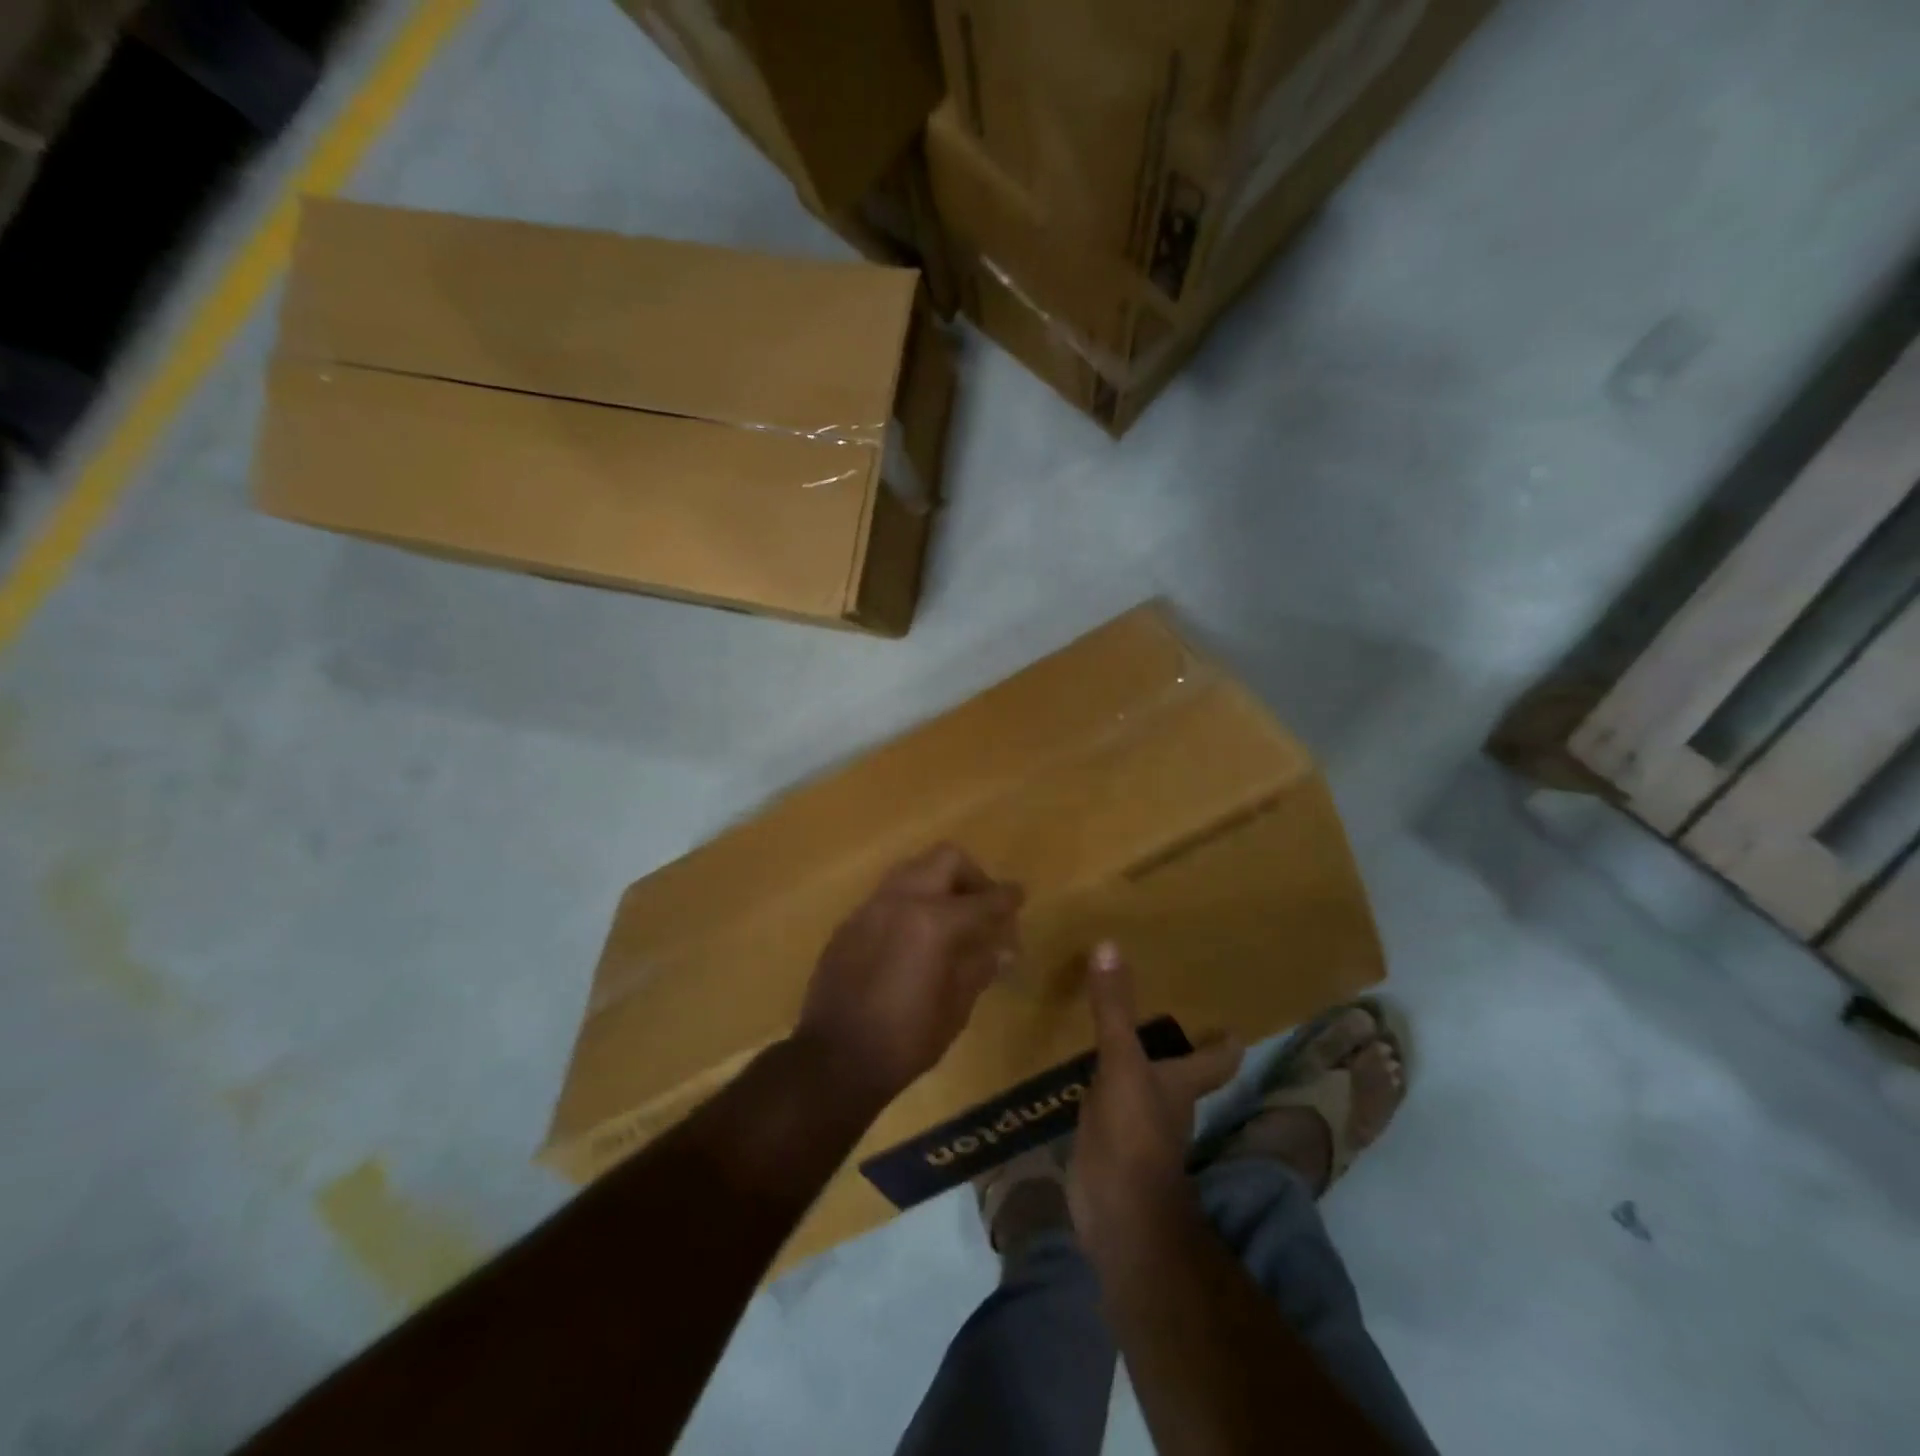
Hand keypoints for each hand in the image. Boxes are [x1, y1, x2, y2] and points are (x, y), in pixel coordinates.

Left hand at [796, 843, 1023, 1108]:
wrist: (834, 1059)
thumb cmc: (906, 1040)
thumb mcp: (956, 1007)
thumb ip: (980, 966)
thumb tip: (1002, 948)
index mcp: (934, 922)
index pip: (984, 900)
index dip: (1007, 898)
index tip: (1019, 897)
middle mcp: (902, 900)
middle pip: (946, 859)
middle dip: (971, 876)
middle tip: (982, 906)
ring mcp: (871, 907)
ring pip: (913, 870)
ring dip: (938, 883)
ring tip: (950, 917)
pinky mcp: (850, 922)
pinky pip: (888, 896)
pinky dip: (911, 903)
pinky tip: (914, 936)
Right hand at [1069, 942, 1243, 1260]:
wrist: (1116, 1214)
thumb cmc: (1135, 1134)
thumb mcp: (1122, 1063)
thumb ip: (1114, 1009)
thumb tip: (1109, 945)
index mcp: (1181, 1083)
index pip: (1216, 1059)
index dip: (1226, 1042)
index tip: (1234, 1024)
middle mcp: (1167, 1103)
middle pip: (1181, 1070)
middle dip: (1175, 1044)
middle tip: (1161, 1006)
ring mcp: (1138, 1126)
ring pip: (1143, 1086)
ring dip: (1136, 1062)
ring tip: (1117, 1028)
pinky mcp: (1109, 1141)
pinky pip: (1108, 1103)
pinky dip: (1101, 1085)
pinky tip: (1082, 1069)